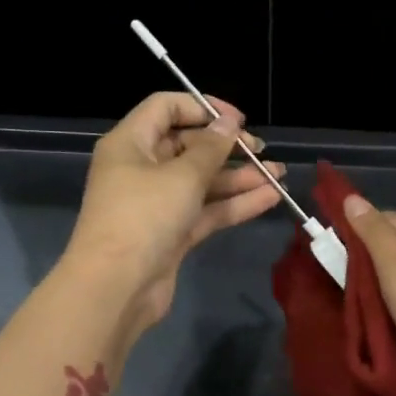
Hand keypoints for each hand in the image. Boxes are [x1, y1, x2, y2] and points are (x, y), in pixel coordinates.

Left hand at [65, 92, 286, 333]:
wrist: (117, 288)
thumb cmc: (144, 217)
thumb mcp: (182, 176)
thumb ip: (211, 148)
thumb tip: (229, 123)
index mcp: (130, 144)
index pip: (165, 108)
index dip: (203, 107)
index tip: (238, 120)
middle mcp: (141, 169)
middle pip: (187, 146)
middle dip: (227, 147)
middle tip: (261, 150)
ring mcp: (157, 203)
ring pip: (202, 181)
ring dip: (238, 177)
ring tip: (278, 174)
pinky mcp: (172, 233)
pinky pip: (206, 210)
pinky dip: (234, 203)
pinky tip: (269, 198)